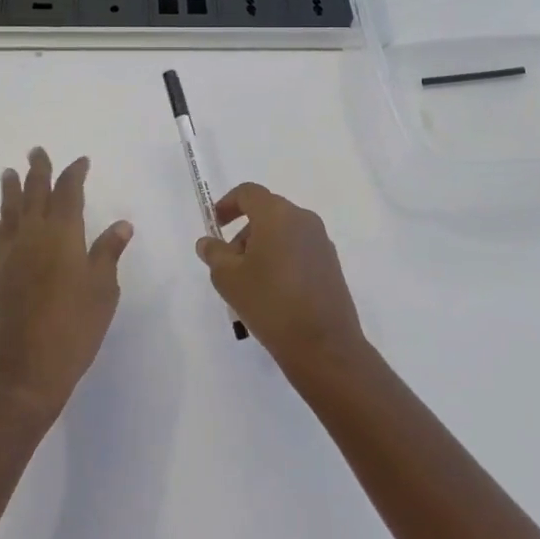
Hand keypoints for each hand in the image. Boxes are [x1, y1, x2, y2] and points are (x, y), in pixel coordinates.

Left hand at [0, 148, 133, 419]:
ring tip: (8, 173)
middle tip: (36, 151)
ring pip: (9, 213)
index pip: (68, 193)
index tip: (81, 162)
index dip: (74, 174)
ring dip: (10, 191)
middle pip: (34, 194)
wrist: (24, 374)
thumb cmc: (73, 330)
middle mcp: (32, 237)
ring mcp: (9, 257)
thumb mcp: (103, 291)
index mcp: (62, 235)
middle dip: (37, 171)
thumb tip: (121, 224)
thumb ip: (108, 253)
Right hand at [196, 184, 366, 375]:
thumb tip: (208, 242)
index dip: (227, 204)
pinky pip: (299, 249)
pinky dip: (281, 259)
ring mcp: (321, 242)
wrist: (323, 345)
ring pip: (283, 232)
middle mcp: (303, 219)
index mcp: (277, 214)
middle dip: (244, 232)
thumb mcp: (229, 278)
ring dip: (263, 247)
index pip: (248, 193)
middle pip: (267, 212)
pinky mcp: (331, 264)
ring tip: (250, 284)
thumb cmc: (270, 303)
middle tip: (229, 263)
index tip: (215, 224)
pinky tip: (274, 293)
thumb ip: (214, 254)